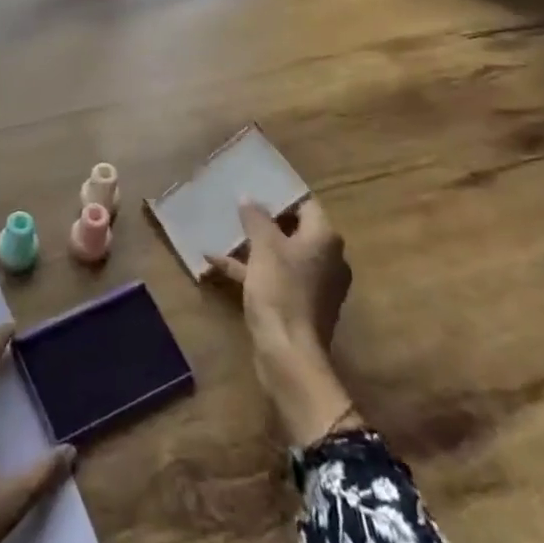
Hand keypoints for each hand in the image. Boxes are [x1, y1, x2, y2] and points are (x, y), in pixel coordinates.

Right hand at [206, 199, 358, 445]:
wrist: (289, 355)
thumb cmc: (281, 291)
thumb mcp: (264, 247)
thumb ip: (256, 218)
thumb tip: (249, 197)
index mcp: (325, 239)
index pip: (305, 205)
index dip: (280, 196)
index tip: (255, 188)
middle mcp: (327, 259)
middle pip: (294, 230)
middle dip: (264, 221)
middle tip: (237, 207)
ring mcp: (315, 285)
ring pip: (282, 255)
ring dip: (253, 246)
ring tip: (224, 232)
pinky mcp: (299, 306)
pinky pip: (275, 278)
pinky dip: (250, 270)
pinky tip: (216, 263)